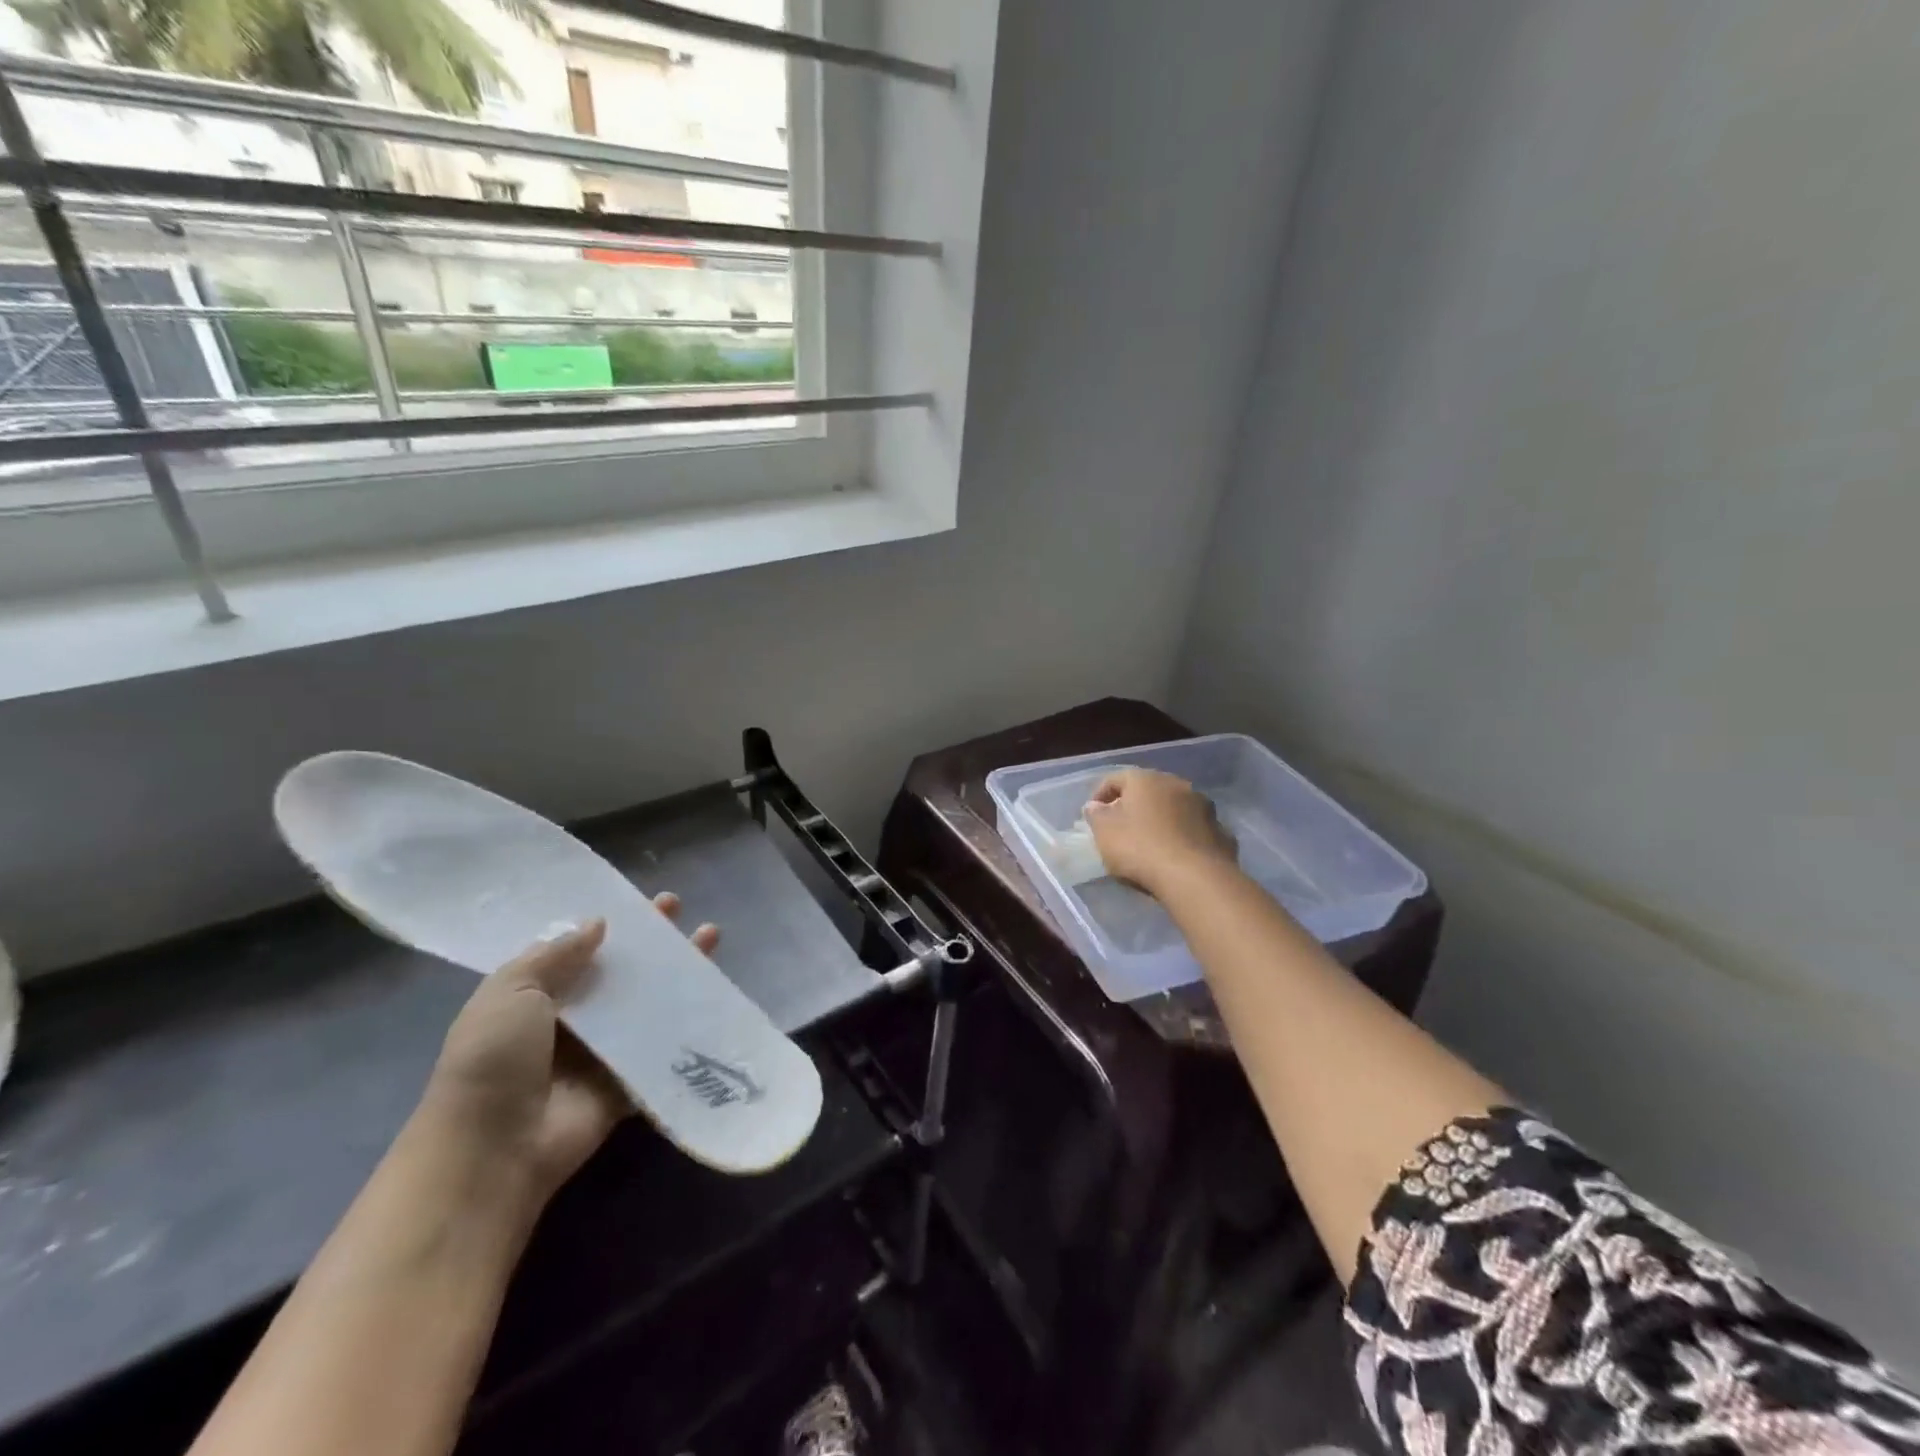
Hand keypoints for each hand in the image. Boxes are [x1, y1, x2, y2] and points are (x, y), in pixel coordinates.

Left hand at [422, 894, 719, 1206]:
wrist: (494, 1150)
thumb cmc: (493, 1060)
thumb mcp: (510, 992)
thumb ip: (554, 955)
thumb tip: (598, 923)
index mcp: (534, 998)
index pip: (579, 951)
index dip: (611, 926)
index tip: (641, 903)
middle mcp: (570, 1022)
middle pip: (619, 973)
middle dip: (650, 942)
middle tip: (679, 908)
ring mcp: (600, 1054)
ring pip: (647, 1004)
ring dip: (677, 973)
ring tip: (710, 937)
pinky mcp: (627, 1084)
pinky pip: (662, 1048)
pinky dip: (688, 1023)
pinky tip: (716, 994)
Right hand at [1084, 768, 1237, 897]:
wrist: (1195, 878)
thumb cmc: (1140, 848)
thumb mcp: (1104, 833)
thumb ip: (1096, 816)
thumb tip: (1095, 806)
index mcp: (1146, 780)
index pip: (1116, 778)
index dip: (1100, 794)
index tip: (1092, 815)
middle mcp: (1177, 785)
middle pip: (1149, 791)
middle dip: (1134, 806)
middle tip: (1121, 827)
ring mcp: (1204, 807)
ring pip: (1175, 808)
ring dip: (1162, 820)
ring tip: (1150, 843)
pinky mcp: (1221, 832)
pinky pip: (1194, 830)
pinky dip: (1183, 837)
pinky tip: (1176, 856)